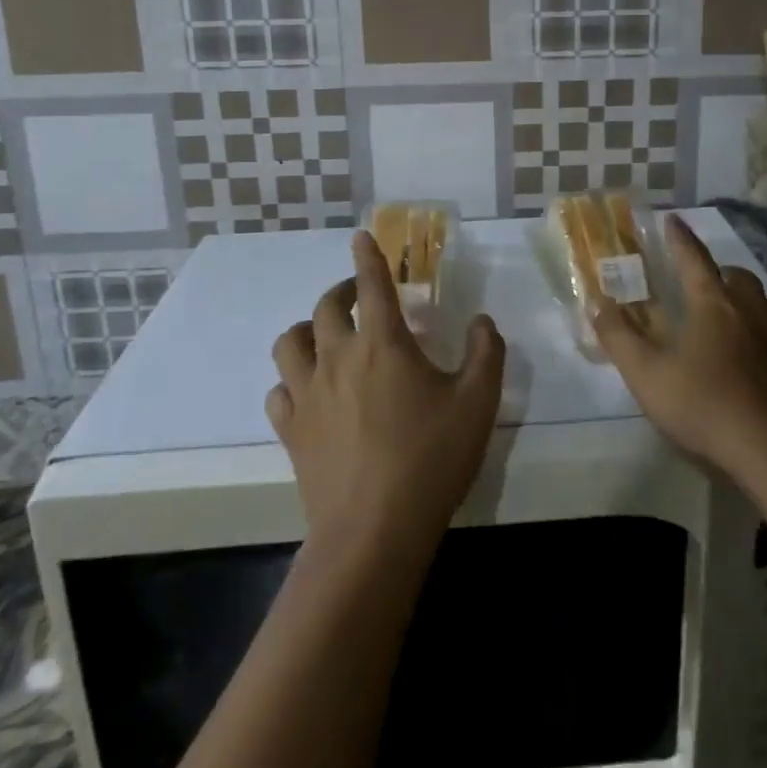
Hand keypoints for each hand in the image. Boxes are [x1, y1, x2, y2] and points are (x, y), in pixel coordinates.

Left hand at [268, 231, 506, 549]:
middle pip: (325, 307)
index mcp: (382, 342)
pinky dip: (292, 381)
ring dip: (307, 330)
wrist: (374, 531)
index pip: (372, 284)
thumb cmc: (431, 458)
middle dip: (341, 291)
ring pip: (290, 343)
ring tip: (325, 336)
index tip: (359, 236)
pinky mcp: (291, 430)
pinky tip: (308, 391)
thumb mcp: (478, 402)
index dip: (367, 256)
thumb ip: (486, 352)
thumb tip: (482, 321)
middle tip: (358, 296)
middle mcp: (338, 357)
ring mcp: (308, 394)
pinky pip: (279, 391)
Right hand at [592, 214, 766, 482]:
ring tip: (753, 319)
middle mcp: (754, 314)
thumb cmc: (704, 406)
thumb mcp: (646, 373)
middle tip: (712, 285)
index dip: (681, 239)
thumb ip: (618, 336)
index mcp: (713, 306)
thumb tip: (596, 302)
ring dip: (766, 307)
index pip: (694, 259)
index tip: (672, 219)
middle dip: (725, 275)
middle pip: (742, 279)